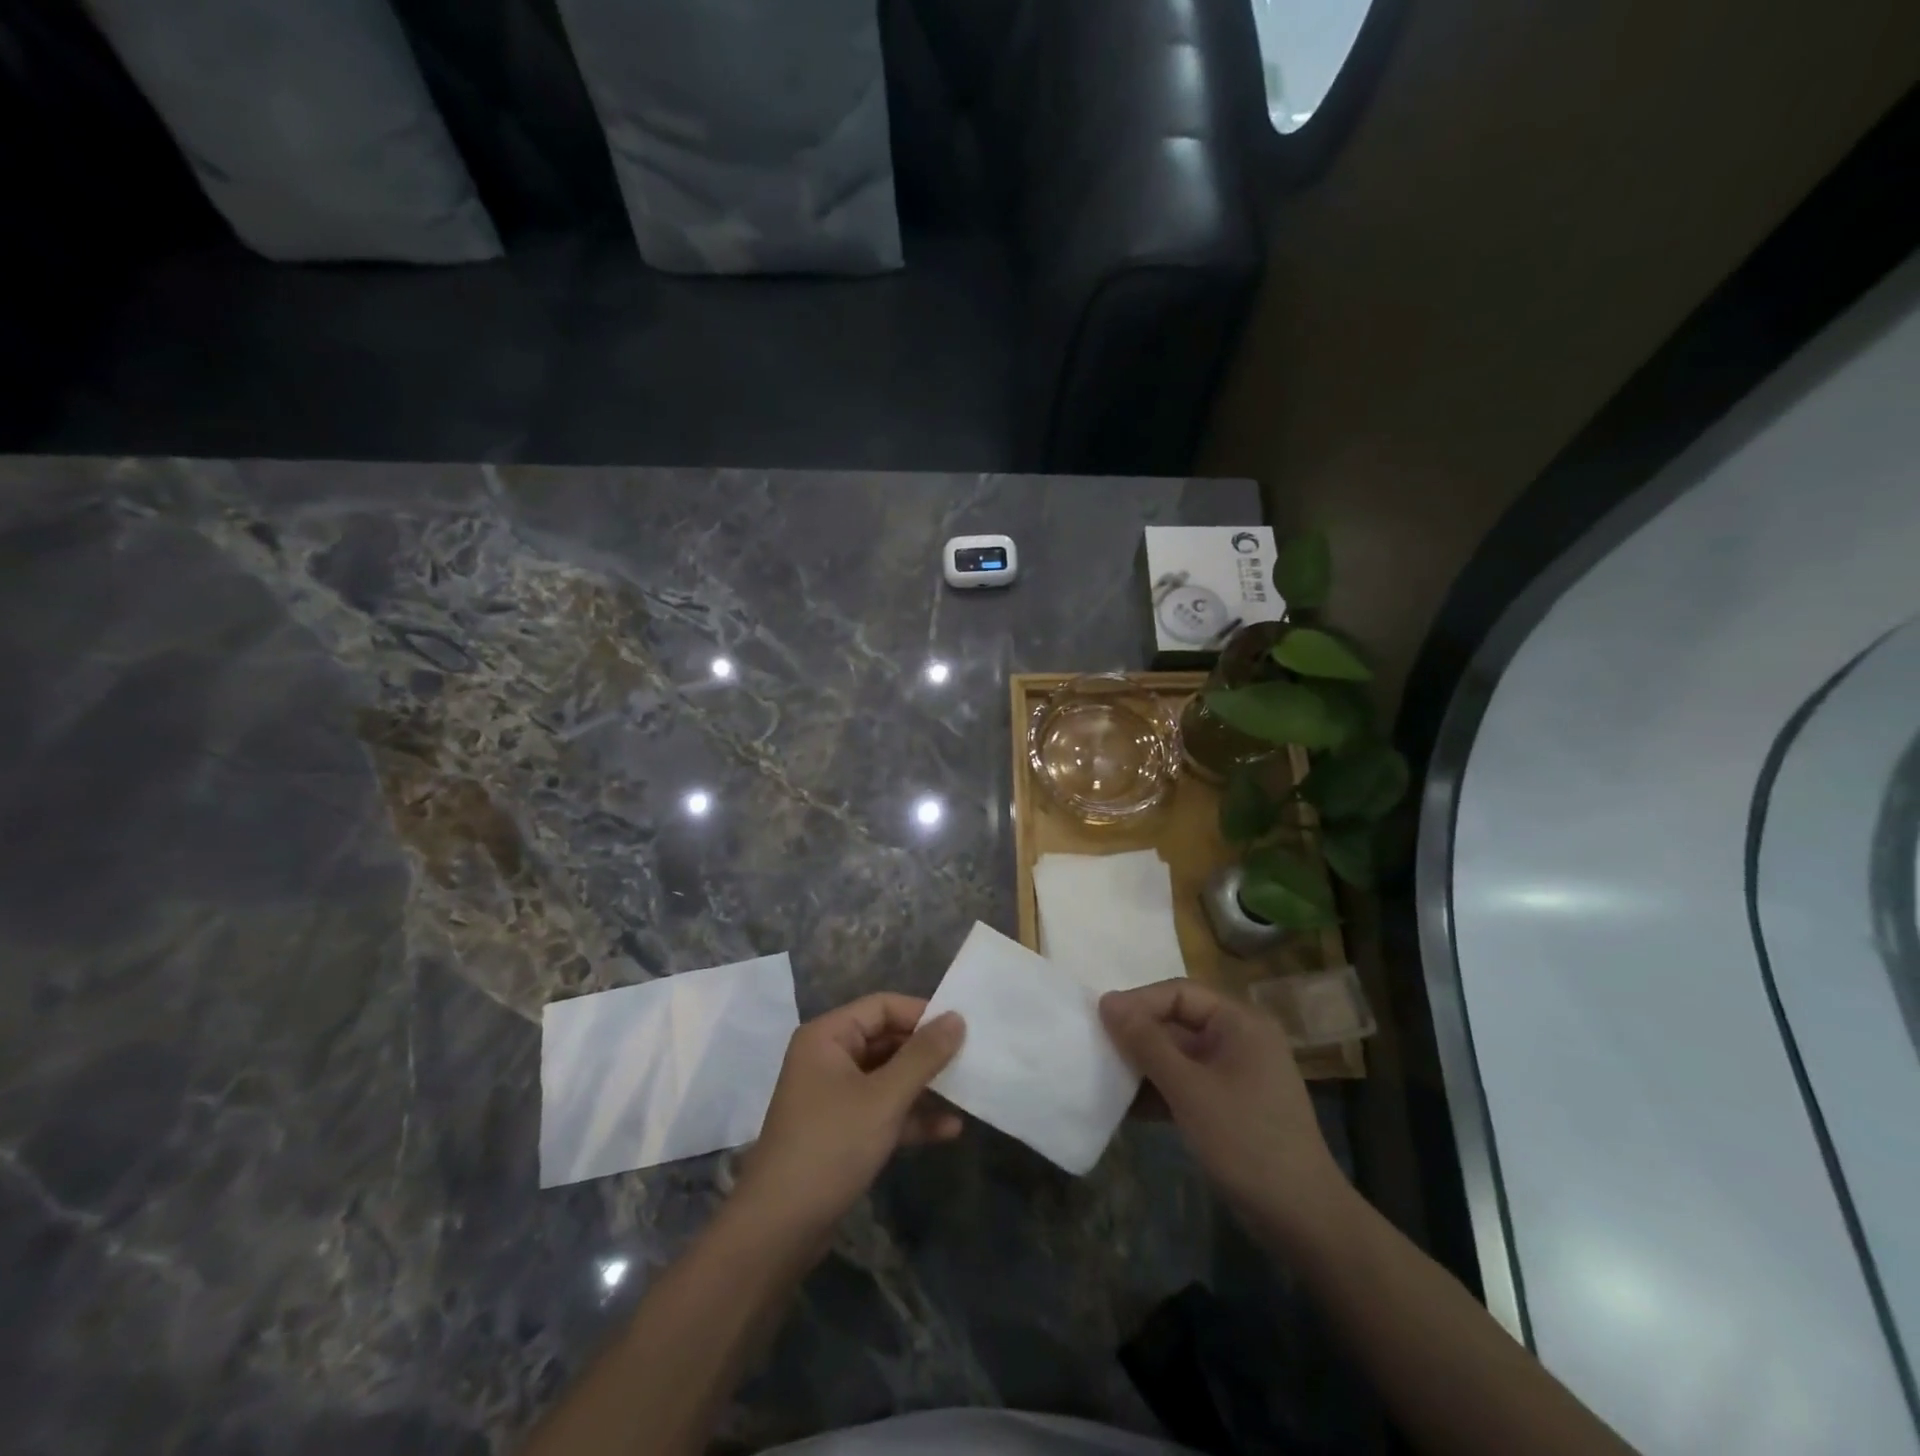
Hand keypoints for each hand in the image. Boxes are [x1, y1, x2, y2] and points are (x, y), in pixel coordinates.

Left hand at [731, 994, 964, 1253]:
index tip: (963, 1027)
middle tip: (971, 1059)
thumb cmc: (831, 1146)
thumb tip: (957, 1017)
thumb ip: (923, 1056)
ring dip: (924, 1086)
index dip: (922, 1013)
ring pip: (888, 1077)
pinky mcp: (842, 1130)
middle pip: (887, 1040)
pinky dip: (911, 1117)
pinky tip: (949, 1130)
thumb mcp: (884, 1098)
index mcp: (828, 1036)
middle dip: (927, 1053)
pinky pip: (883, 1109)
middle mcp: (828, 1057)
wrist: (780, 1229)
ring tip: (967, 1093)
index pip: (882, 1006)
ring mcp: (834, 1095)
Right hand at [1100, 980, 1349, 1248]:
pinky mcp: (1229, 1104)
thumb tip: (1107, 1002)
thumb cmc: (1246, 1141)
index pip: (1180, 993)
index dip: (1139, 1002)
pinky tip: (1127, 1107)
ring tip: (1104, 1075)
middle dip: (1138, 1035)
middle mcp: (1239, 1039)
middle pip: (1178, 1021)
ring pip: (1179, 1054)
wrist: (1302, 1219)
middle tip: (1097, 1046)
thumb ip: (1146, 1042)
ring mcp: (1236, 1073)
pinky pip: (1186, 1082)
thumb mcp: (1189, 1089)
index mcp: (1240, 1022)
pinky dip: (1160, 1090)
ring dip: (1144, 1065)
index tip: (1100, 1019)